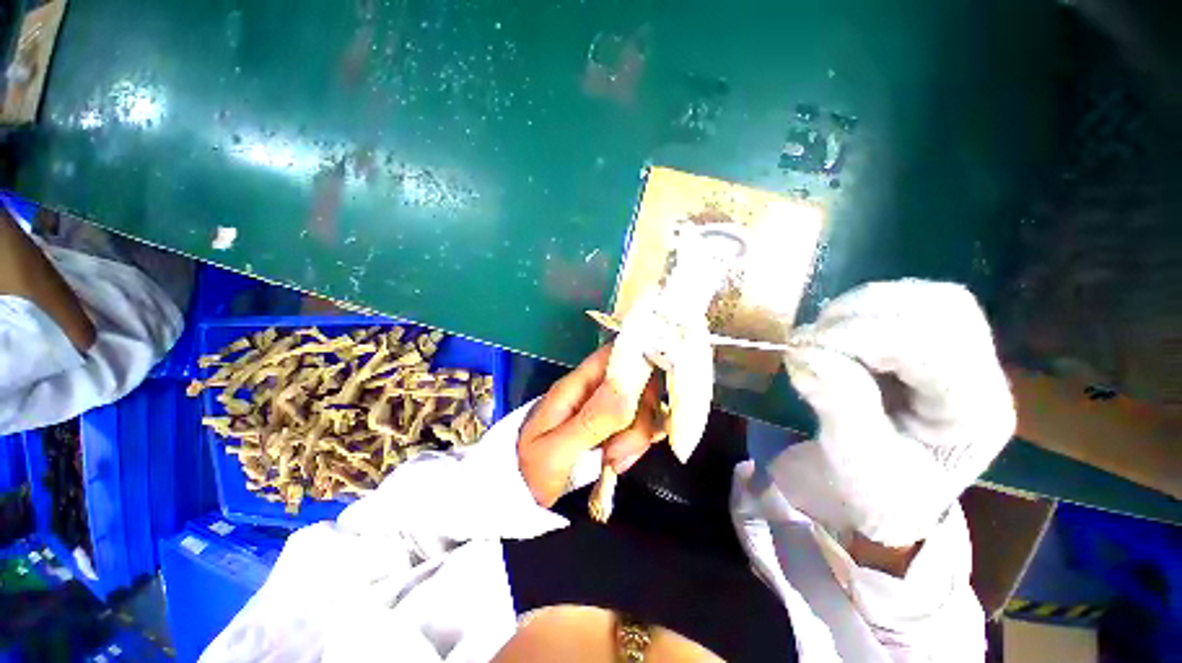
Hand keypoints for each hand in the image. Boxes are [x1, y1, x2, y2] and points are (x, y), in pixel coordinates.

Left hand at [518, 345, 664, 507]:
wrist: (520, 496)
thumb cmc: (530, 471)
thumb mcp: (557, 449)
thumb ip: (592, 419)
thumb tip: (627, 387)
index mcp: (577, 385)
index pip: (613, 354)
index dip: (638, 361)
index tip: (650, 392)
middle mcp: (594, 391)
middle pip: (635, 383)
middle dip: (638, 416)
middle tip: (620, 450)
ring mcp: (603, 409)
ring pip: (640, 408)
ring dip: (636, 437)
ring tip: (613, 462)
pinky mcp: (611, 427)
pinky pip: (638, 426)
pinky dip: (635, 445)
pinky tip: (619, 462)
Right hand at [784, 280, 1014, 547]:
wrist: (891, 490)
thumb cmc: (879, 487)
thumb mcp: (856, 461)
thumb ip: (838, 405)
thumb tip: (804, 352)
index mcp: (974, 415)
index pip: (934, 349)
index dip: (864, 336)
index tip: (805, 346)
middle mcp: (984, 374)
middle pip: (941, 309)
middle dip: (864, 315)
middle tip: (813, 338)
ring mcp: (967, 352)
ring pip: (926, 297)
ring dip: (862, 307)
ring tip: (824, 334)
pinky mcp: (940, 341)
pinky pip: (909, 302)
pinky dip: (865, 307)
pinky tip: (840, 330)